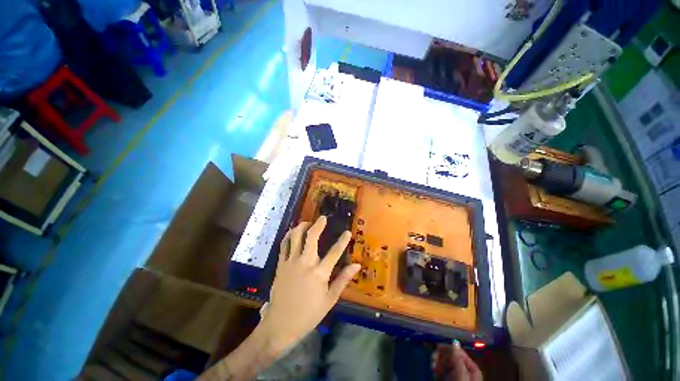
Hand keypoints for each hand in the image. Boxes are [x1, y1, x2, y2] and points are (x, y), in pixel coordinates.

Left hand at [258, 216, 360, 353]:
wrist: (281, 324)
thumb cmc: (309, 314)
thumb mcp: (330, 299)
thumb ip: (343, 279)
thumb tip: (357, 265)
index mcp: (319, 273)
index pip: (334, 252)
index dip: (343, 241)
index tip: (347, 232)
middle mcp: (305, 263)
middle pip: (311, 236)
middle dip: (318, 224)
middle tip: (323, 218)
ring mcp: (291, 262)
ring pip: (295, 236)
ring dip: (302, 226)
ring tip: (308, 223)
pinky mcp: (281, 264)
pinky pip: (284, 244)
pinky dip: (289, 235)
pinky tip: (293, 232)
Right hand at [433, 343, 482, 380]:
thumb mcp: (461, 375)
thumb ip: (458, 359)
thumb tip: (454, 342)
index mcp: (472, 370)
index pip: (460, 353)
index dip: (449, 349)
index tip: (438, 347)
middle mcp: (465, 372)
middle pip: (452, 357)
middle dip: (441, 356)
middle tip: (433, 358)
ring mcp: (456, 377)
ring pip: (445, 363)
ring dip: (437, 362)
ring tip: (433, 366)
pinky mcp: (448, 380)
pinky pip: (442, 371)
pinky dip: (437, 369)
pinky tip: (434, 371)